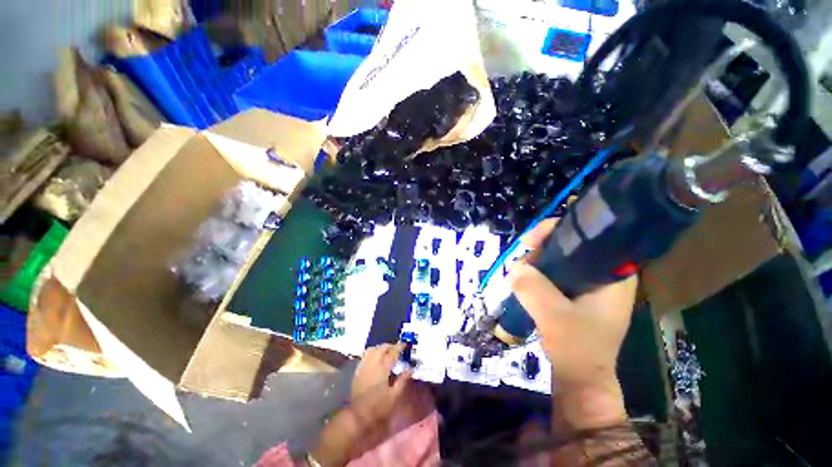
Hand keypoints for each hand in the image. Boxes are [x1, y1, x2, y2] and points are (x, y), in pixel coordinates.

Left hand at [350, 343, 412, 425]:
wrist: (358, 415)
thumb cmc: (378, 407)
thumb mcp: (394, 396)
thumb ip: (403, 380)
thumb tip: (410, 368)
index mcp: (383, 368)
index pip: (393, 352)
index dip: (399, 347)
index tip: (405, 344)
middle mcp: (373, 363)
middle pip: (382, 348)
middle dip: (390, 346)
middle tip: (397, 349)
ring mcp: (364, 365)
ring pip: (372, 349)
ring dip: (380, 348)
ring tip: (386, 352)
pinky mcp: (358, 370)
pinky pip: (365, 355)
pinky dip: (373, 352)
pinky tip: (376, 358)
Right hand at [510, 219, 636, 427]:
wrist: (581, 379)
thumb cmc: (577, 348)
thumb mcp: (553, 316)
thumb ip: (533, 288)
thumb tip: (515, 266)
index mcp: (614, 275)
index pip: (589, 236)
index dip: (558, 231)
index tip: (531, 241)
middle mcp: (606, 276)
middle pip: (573, 245)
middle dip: (543, 247)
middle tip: (522, 257)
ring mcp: (591, 286)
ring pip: (562, 259)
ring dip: (539, 261)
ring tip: (520, 271)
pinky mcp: (578, 295)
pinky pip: (556, 273)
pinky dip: (540, 272)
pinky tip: (527, 278)